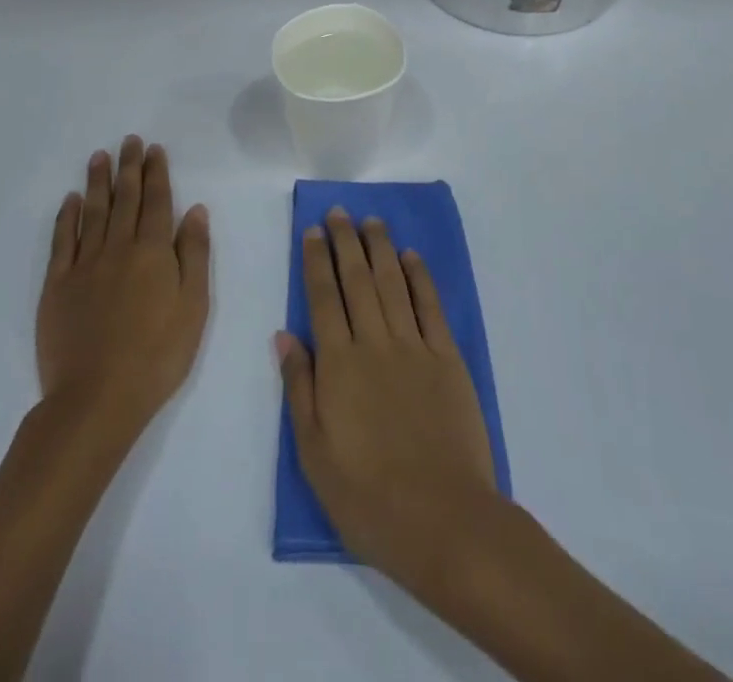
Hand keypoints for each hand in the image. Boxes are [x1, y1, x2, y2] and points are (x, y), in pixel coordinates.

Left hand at [36, 136, 209, 439]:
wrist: (96, 398)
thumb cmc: (157, 355)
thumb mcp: (194, 307)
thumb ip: (194, 254)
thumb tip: (195, 210)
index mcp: (153, 252)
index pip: (157, 202)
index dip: (156, 173)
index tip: (154, 149)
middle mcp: (118, 247)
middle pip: (125, 198)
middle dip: (129, 167)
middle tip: (129, 140)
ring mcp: (84, 264)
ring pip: (93, 211)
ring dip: (98, 181)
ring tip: (99, 156)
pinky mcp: (57, 285)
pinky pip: (62, 241)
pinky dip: (67, 216)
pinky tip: (71, 200)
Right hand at [276, 209, 499, 589]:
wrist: (443, 521)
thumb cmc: (368, 496)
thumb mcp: (314, 453)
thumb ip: (299, 387)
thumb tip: (284, 334)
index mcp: (339, 364)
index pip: (323, 298)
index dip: (316, 261)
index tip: (312, 230)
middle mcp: (374, 343)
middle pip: (357, 280)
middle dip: (345, 242)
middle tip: (338, 211)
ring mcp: (414, 348)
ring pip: (392, 284)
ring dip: (380, 248)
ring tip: (371, 220)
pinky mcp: (447, 359)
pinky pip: (430, 307)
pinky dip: (419, 277)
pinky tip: (410, 257)